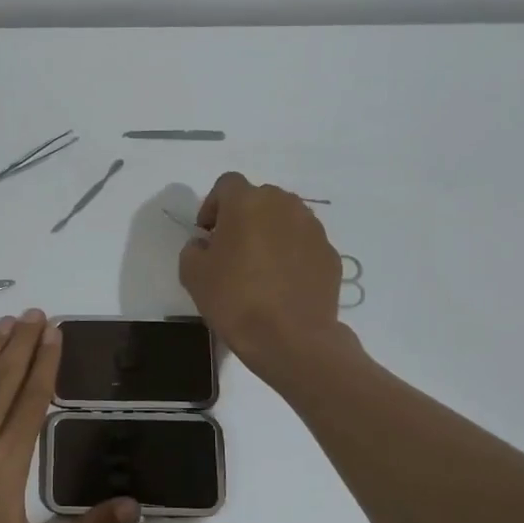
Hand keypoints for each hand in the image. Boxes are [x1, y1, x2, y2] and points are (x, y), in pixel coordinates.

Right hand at [179, 172, 348, 372]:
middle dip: (243, 217)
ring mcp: (313, 229)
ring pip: (285, 219)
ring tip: (259, 268)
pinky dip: (292, 255)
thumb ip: (193, 249)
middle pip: (259, 198)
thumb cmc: (235, 300)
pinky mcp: (330, 254)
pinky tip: (282, 285)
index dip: (212, 205)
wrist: (291, 338)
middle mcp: (284, 205)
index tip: (207, 233)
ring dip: (270, 234)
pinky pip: (304, 245)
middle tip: (231, 249)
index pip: (226, 184)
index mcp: (247, 203)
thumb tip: (205, 245)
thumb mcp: (192, 275)